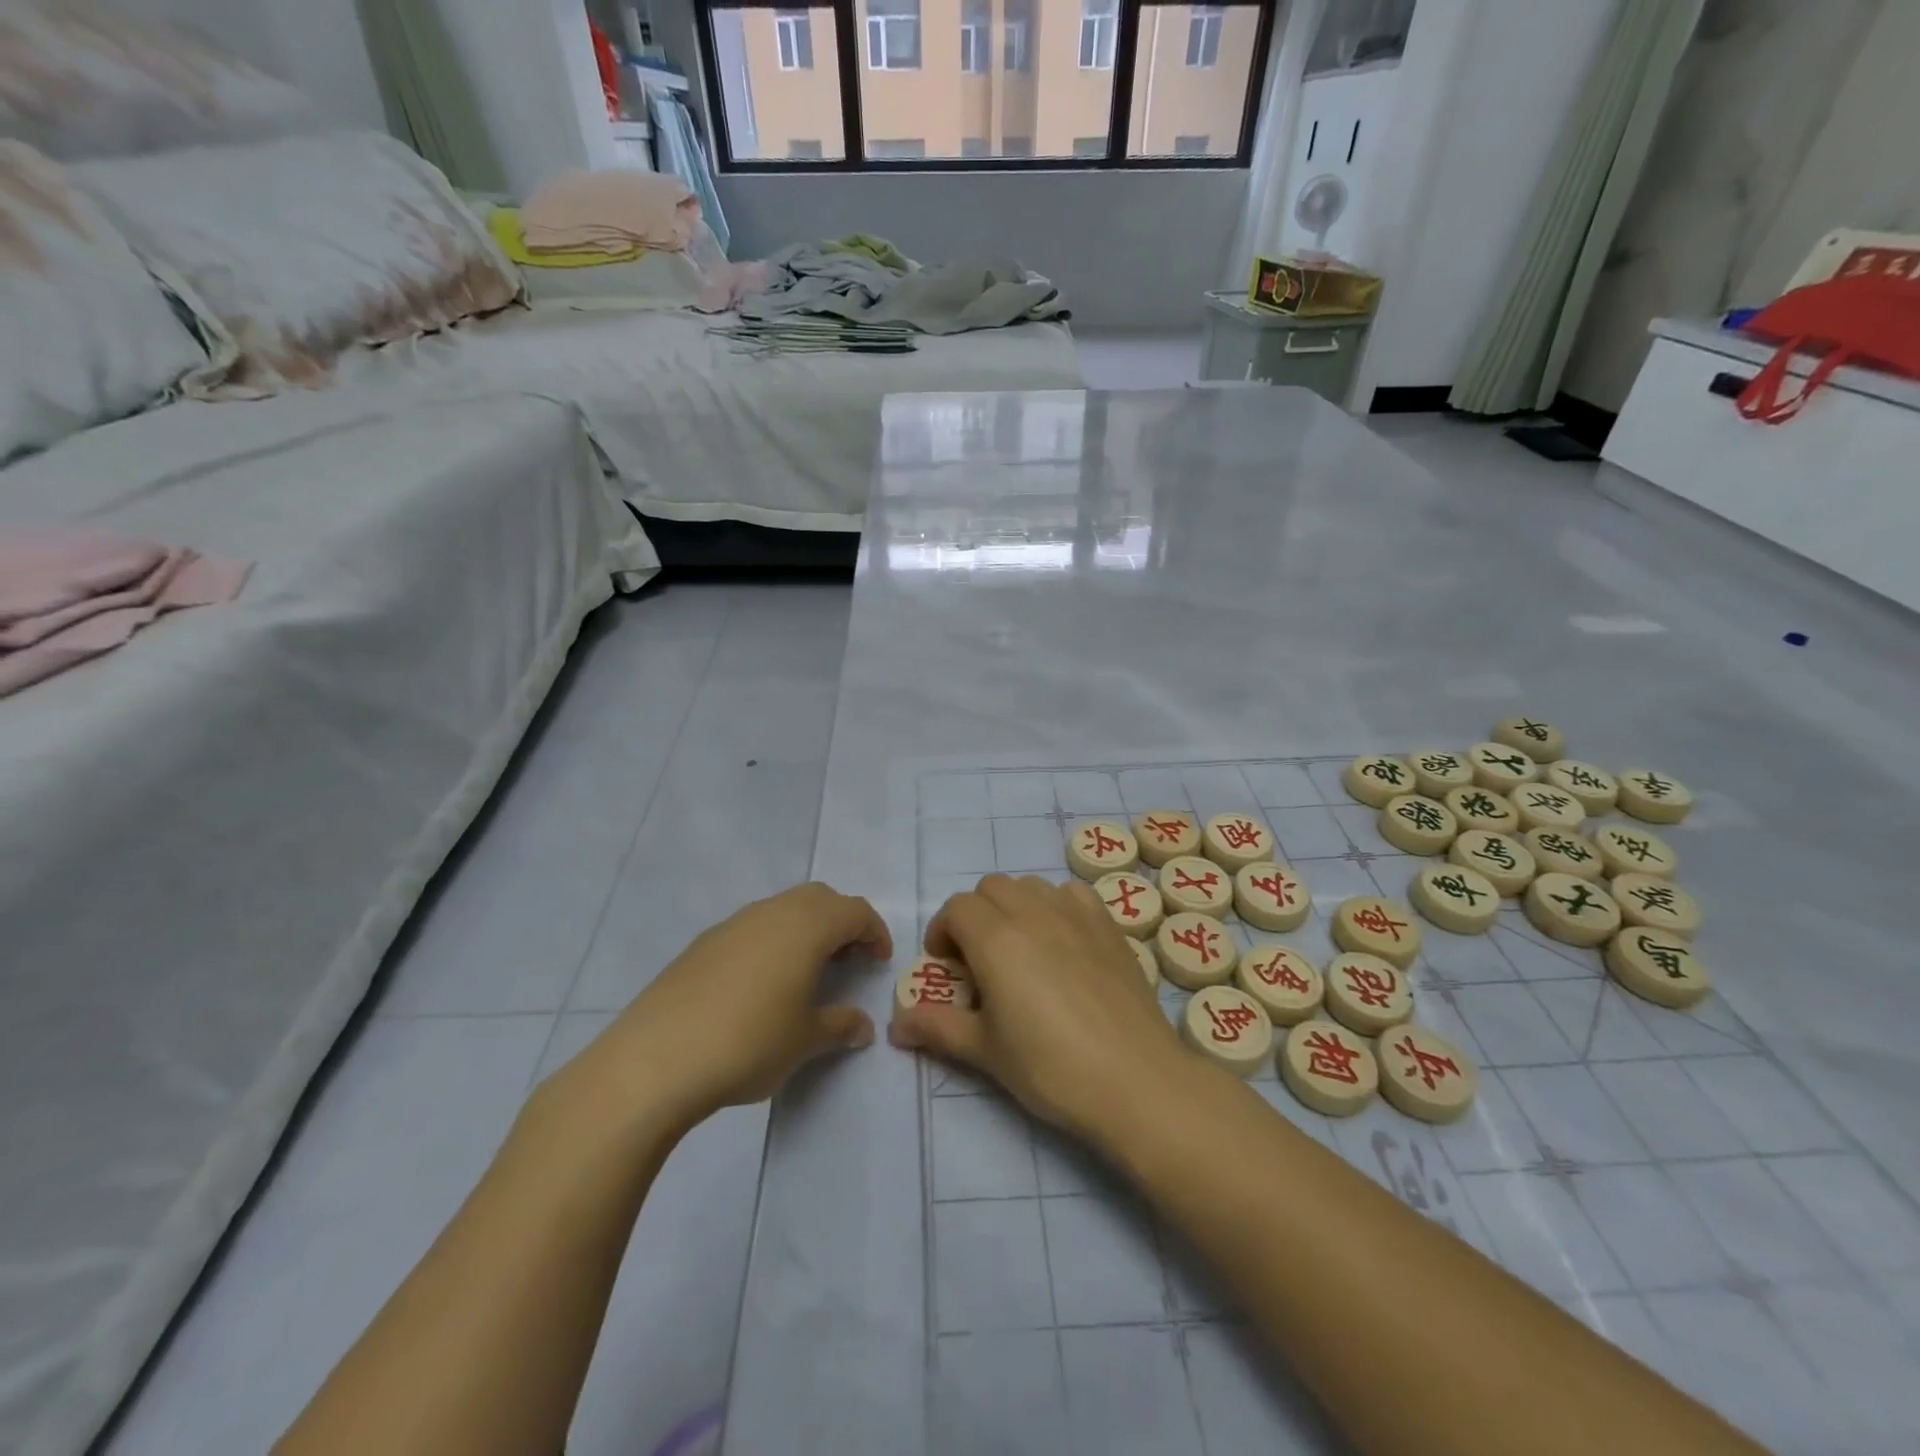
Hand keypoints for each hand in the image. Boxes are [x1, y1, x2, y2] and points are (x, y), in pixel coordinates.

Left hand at [581, 882, 891, 1128]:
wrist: (655, 1059)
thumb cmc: (749, 1042)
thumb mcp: (805, 1040)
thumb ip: (840, 1026)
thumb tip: (862, 1026)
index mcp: (807, 926)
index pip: (855, 910)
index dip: (874, 932)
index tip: (879, 961)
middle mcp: (772, 912)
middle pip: (819, 899)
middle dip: (841, 922)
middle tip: (848, 960)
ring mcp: (733, 924)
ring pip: (783, 909)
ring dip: (805, 930)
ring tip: (806, 973)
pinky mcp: (702, 944)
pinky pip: (752, 928)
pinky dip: (771, 942)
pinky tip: (760, 985)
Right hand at [890, 874, 1188, 1148]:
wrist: (1135, 1079)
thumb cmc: (1051, 1067)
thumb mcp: (985, 1051)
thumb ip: (937, 1028)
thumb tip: (896, 1025)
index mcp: (996, 938)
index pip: (957, 908)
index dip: (943, 931)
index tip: (946, 966)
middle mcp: (1033, 912)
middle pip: (990, 887)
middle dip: (975, 915)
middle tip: (979, 960)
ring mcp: (1075, 914)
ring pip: (1030, 885)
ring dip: (1014, 906)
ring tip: (1020, 949)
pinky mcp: (1109, 924)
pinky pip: (1072, 893)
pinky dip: (1056, 904)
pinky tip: (1063, 941)